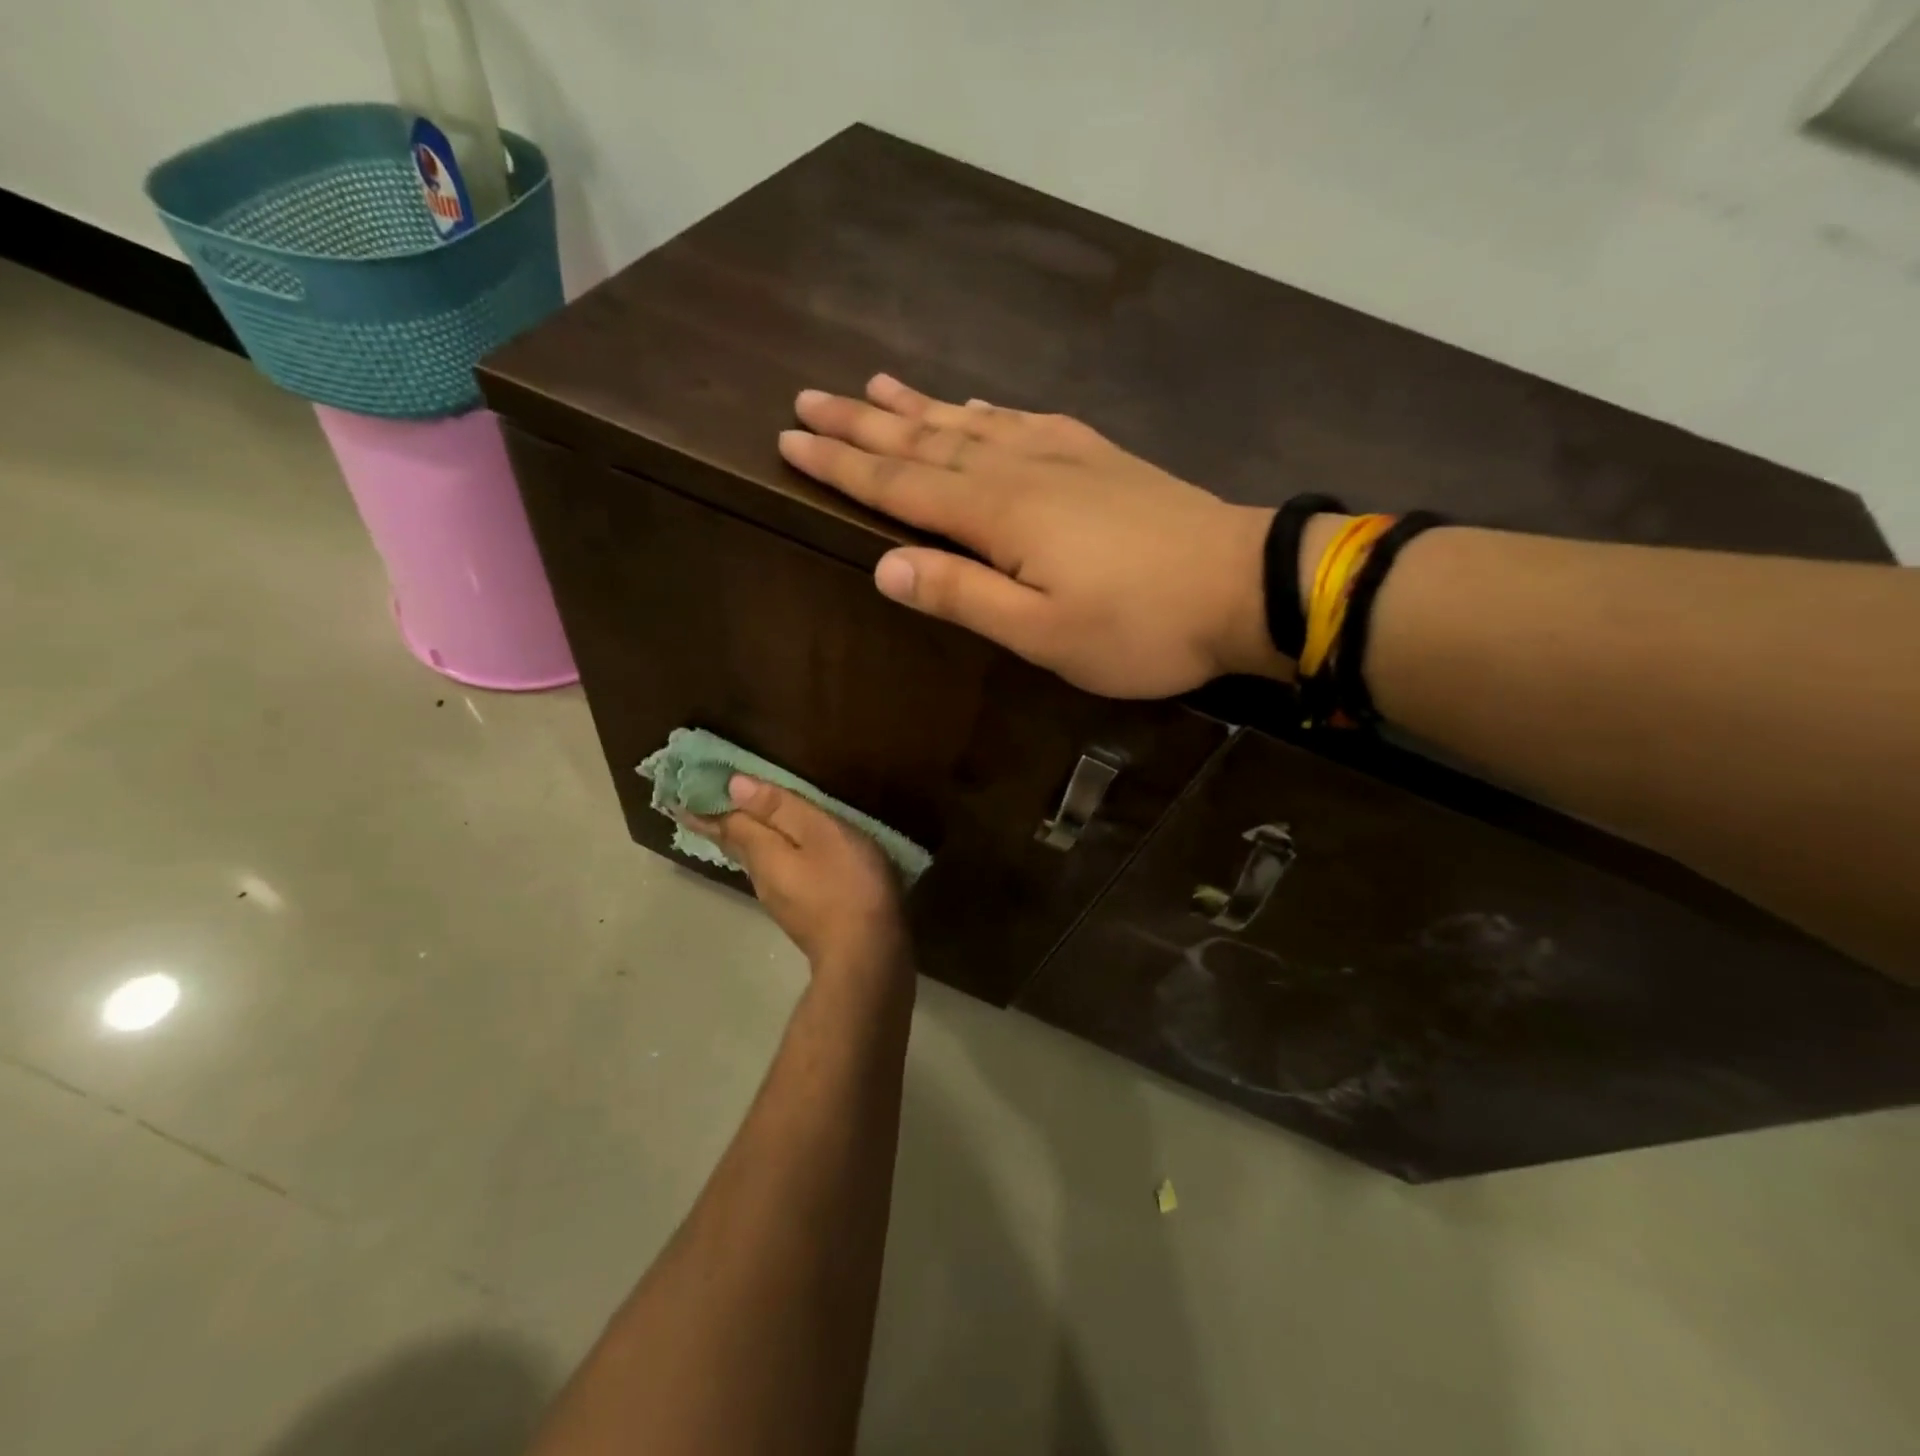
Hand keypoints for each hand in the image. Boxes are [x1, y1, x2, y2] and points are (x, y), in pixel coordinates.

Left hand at [684, 776, 908, 983]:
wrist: (867, 958)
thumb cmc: (847, 886)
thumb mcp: (821, 835)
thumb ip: (781, 809)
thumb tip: (733, 785)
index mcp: (762, 854)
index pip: (727, 823)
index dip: (708, 805)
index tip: (680, 792)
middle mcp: (762, 878)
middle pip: (736, 844)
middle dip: (719, 823)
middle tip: (698, 805)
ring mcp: (782, 901)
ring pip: (755, 861)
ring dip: (745, 839)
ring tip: (741, 821)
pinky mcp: (802, 915)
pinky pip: (776, 874)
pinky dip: (771, 856)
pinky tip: (784, 855)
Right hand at [776, 374, 1286, 697]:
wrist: (1243, 586)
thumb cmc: (1140, 626)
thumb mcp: (1043, 633)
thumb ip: (963, 596)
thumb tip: (884, 567)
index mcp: (999, 514)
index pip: (900, 485)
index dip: (842, 466)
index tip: (791, 441)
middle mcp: (1020, 469)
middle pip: (926, 442)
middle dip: (863, 425)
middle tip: (808, 400)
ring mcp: (1064, 456)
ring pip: (971, 423)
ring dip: (918, 407)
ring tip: (873, 387)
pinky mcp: (1099, 457)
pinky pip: (1026, 422)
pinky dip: (988, 411)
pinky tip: (976, 405)